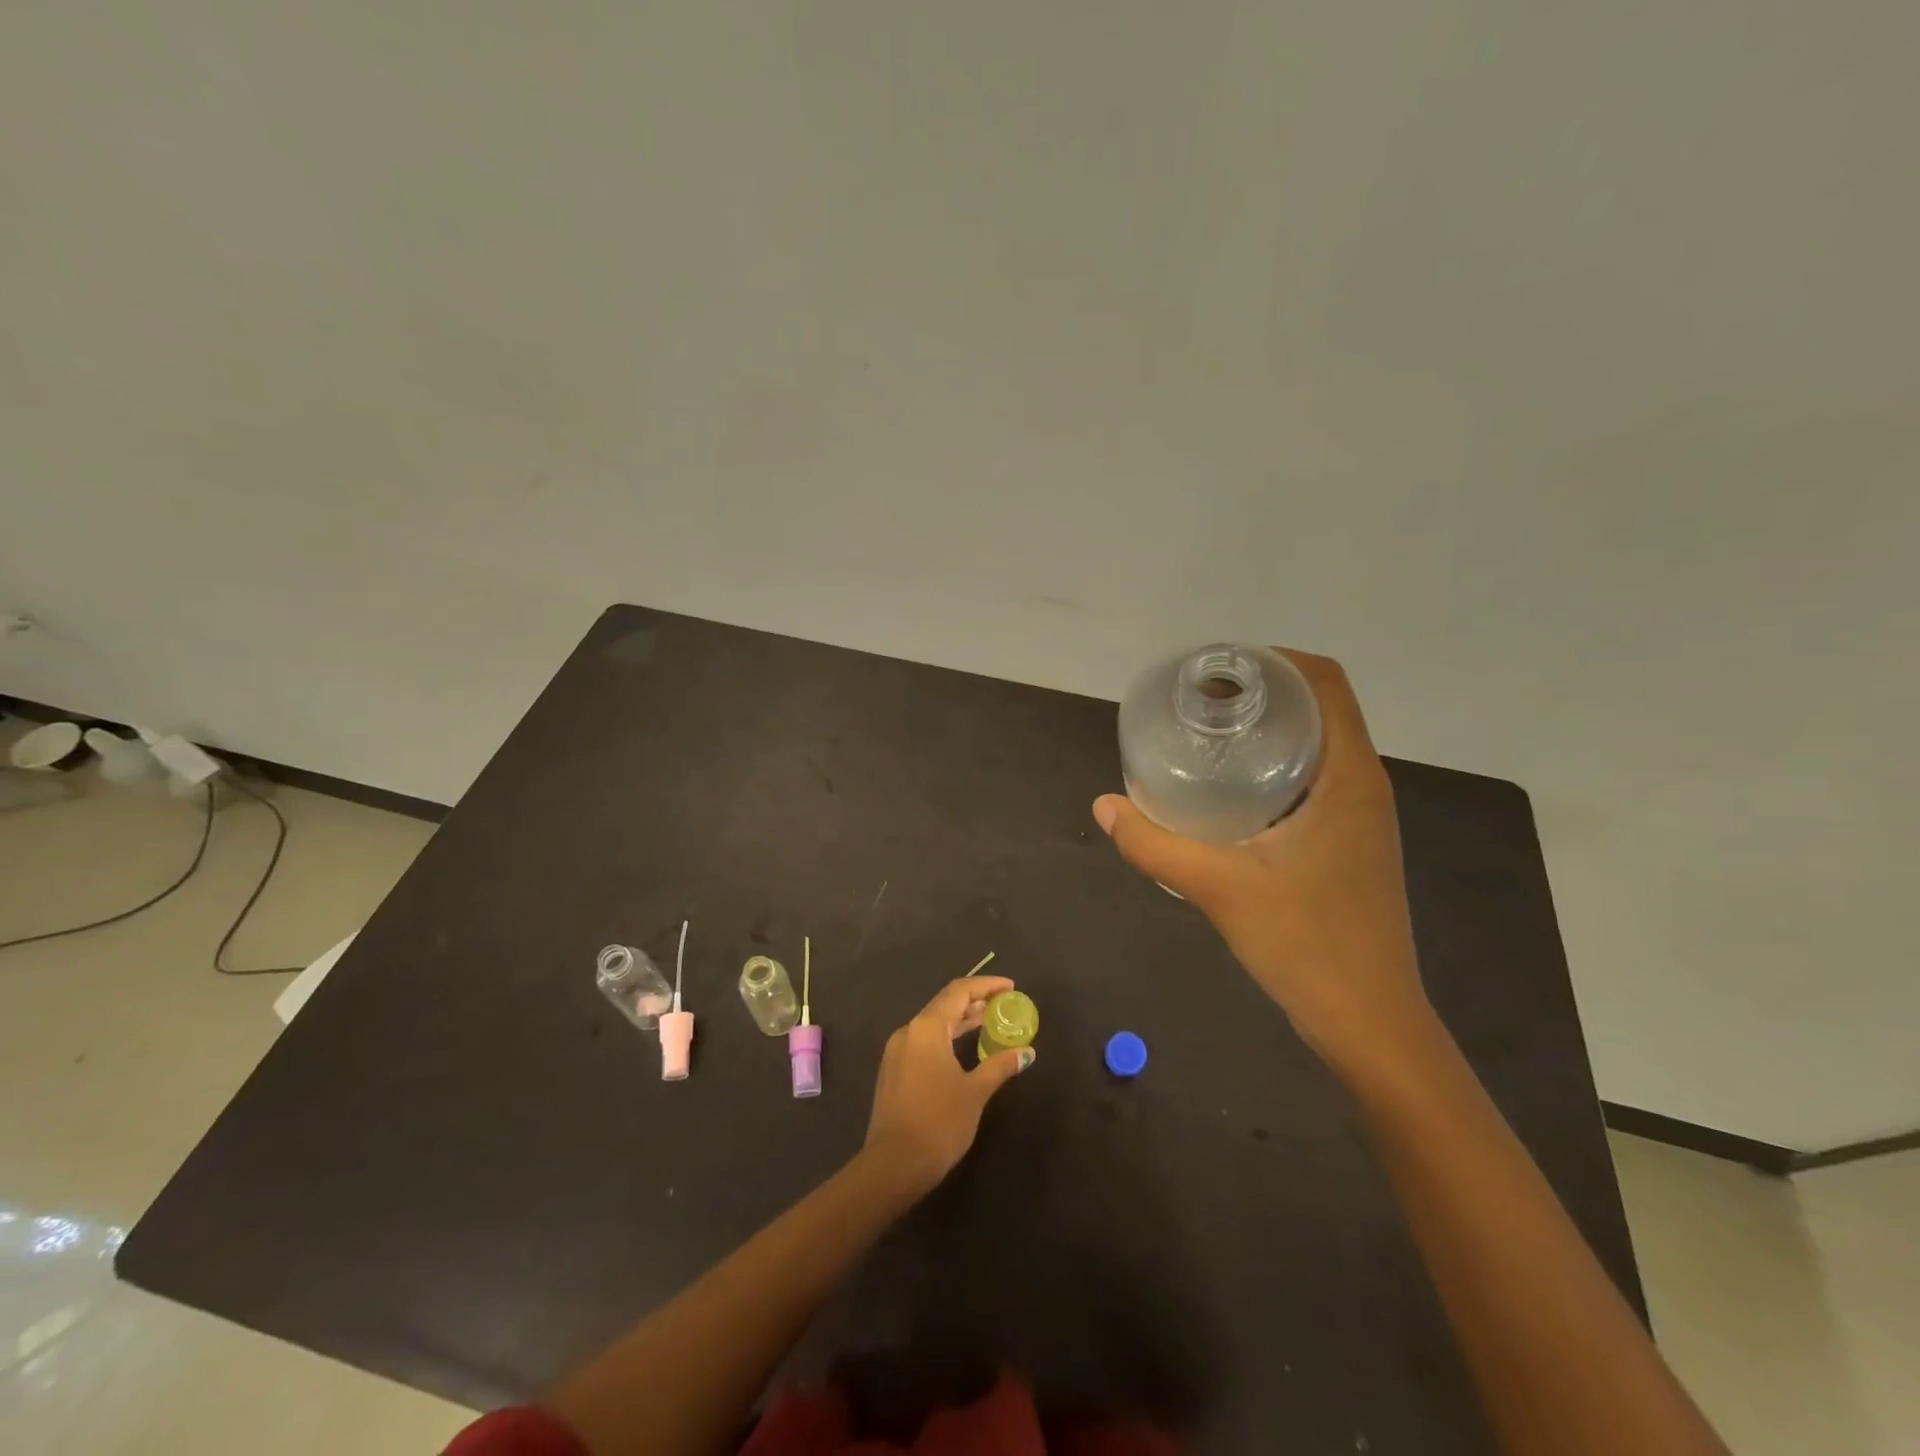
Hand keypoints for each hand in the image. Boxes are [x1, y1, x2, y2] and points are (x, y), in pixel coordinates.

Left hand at [862, 975, 1034, 1194]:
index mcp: (927, 1028)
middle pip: (945, 1004)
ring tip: (989, 1022)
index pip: (959, 991)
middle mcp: (909, 1031)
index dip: (986, 985)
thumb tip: (1026, 1052)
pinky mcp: (894, 1071)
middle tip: (1004, 1005)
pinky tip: (964, 1049)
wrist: (893, 1165)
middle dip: (975, 1001)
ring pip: (934, 1024)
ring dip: (961, 1020)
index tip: (1010, 987)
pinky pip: (925, 1041)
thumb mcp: (975, 1092)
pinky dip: (947, 1037)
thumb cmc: (938, 1123)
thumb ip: (1000, 1066)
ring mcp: (897, 1051)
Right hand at [1093, 649, 1434, 1071]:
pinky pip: (1313, 779)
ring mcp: (1360, 816)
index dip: (1274, 660)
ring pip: (1317, 745)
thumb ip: (1154, 844)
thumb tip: (1104, 805)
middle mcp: (1364, 785)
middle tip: (1196, 701)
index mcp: (1349, 777)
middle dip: (1260, 691)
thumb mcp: (1218, 888)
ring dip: (1267, 728)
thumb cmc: (1307, 945)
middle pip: (1318, 707)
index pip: (1325, 682)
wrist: (1370, 1023)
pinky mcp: (1349, 842)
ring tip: (1205, 735)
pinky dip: (1273, 764)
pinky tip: (1227, 790)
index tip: (1216, 669)